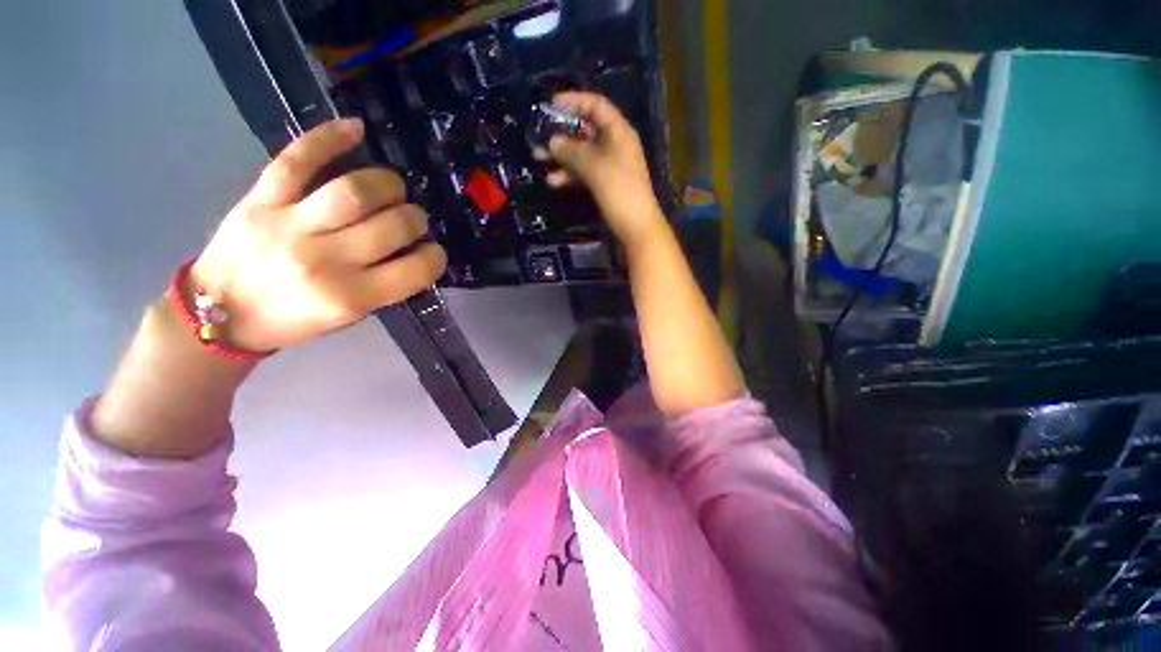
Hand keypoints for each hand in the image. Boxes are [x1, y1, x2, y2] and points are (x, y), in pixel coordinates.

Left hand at [191, 118, 445, 352]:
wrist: (220, 312)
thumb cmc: (293, 320)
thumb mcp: (350, 317)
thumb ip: (385, 286)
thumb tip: (413, 252)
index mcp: (351, 297)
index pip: (415, 269)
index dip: (435, 257)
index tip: (432, 251)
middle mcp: (326, 260)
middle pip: (393, 225)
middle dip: (415, 219)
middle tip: (412, 220)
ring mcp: (291, 225)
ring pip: (355, 191)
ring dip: (388, 184)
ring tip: (393, 188)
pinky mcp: (261, 199)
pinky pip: (297, 160)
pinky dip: (329, 138)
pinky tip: (356, 130)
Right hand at [543, 92, 665, 249]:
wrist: (636, 226)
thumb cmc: (618, 190)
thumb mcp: (593, 166)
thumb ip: (571, 151)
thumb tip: (552, 142)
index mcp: (618, 132)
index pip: (596, 106)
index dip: (574, 101)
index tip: (550, 105)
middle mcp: (615, 144)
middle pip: (586, 130)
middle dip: (561, 132)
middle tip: (538, 136)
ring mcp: (610, 166)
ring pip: (582, 154)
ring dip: (561, 156)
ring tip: (538, 159)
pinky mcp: (605, 184)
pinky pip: (584, 172)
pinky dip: (570, 174)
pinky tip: (553, 181)